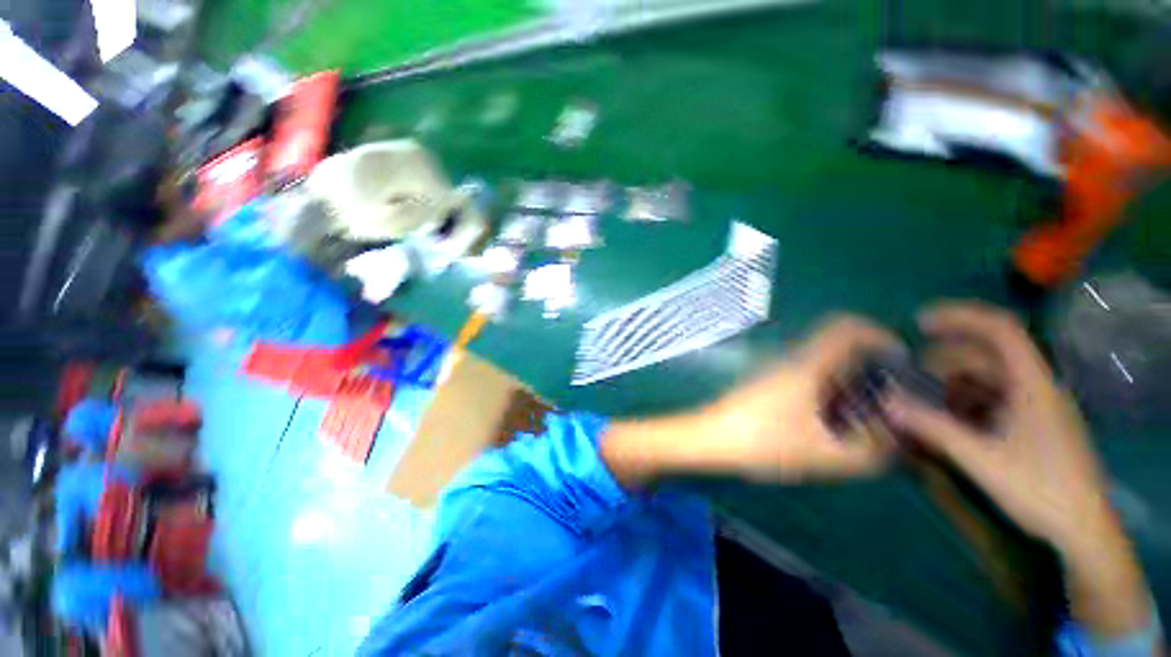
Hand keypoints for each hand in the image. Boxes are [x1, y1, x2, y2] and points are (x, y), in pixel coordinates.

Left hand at [703, 316, 901, 481]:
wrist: (710, 438)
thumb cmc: (763, 441)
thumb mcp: (823, 454)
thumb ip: (870, 452)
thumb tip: (900, 439)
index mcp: (807, 364)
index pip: (845, 326)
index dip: (879, 333)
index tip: (901, 360)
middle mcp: (792, 360)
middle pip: (839, 346)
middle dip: (871, 366)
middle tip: (891, 398)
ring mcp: (777, 371)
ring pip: (824, 364)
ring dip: (851, 383)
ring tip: (867, 418)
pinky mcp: (769, 384)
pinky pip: (809, 378)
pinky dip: (830, 392)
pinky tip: (833, 423)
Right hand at [882, 303, 1108, 547]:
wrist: (1081, 529)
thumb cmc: (1039, 489)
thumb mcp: (981, 458)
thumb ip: (933, 427)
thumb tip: (886, 402)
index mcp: (1032, 384)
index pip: (1000, 330)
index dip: (960, 317)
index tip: (920, 322)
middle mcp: (1035, 387)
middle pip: (987, 355)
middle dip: (945, 357)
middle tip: (909, 370)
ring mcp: (1035, 407)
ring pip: (988, 379)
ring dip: (952, 382)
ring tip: (922, 397)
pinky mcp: (1032, 425)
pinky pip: (993, 400)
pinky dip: (965, 401)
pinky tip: (946, 418)